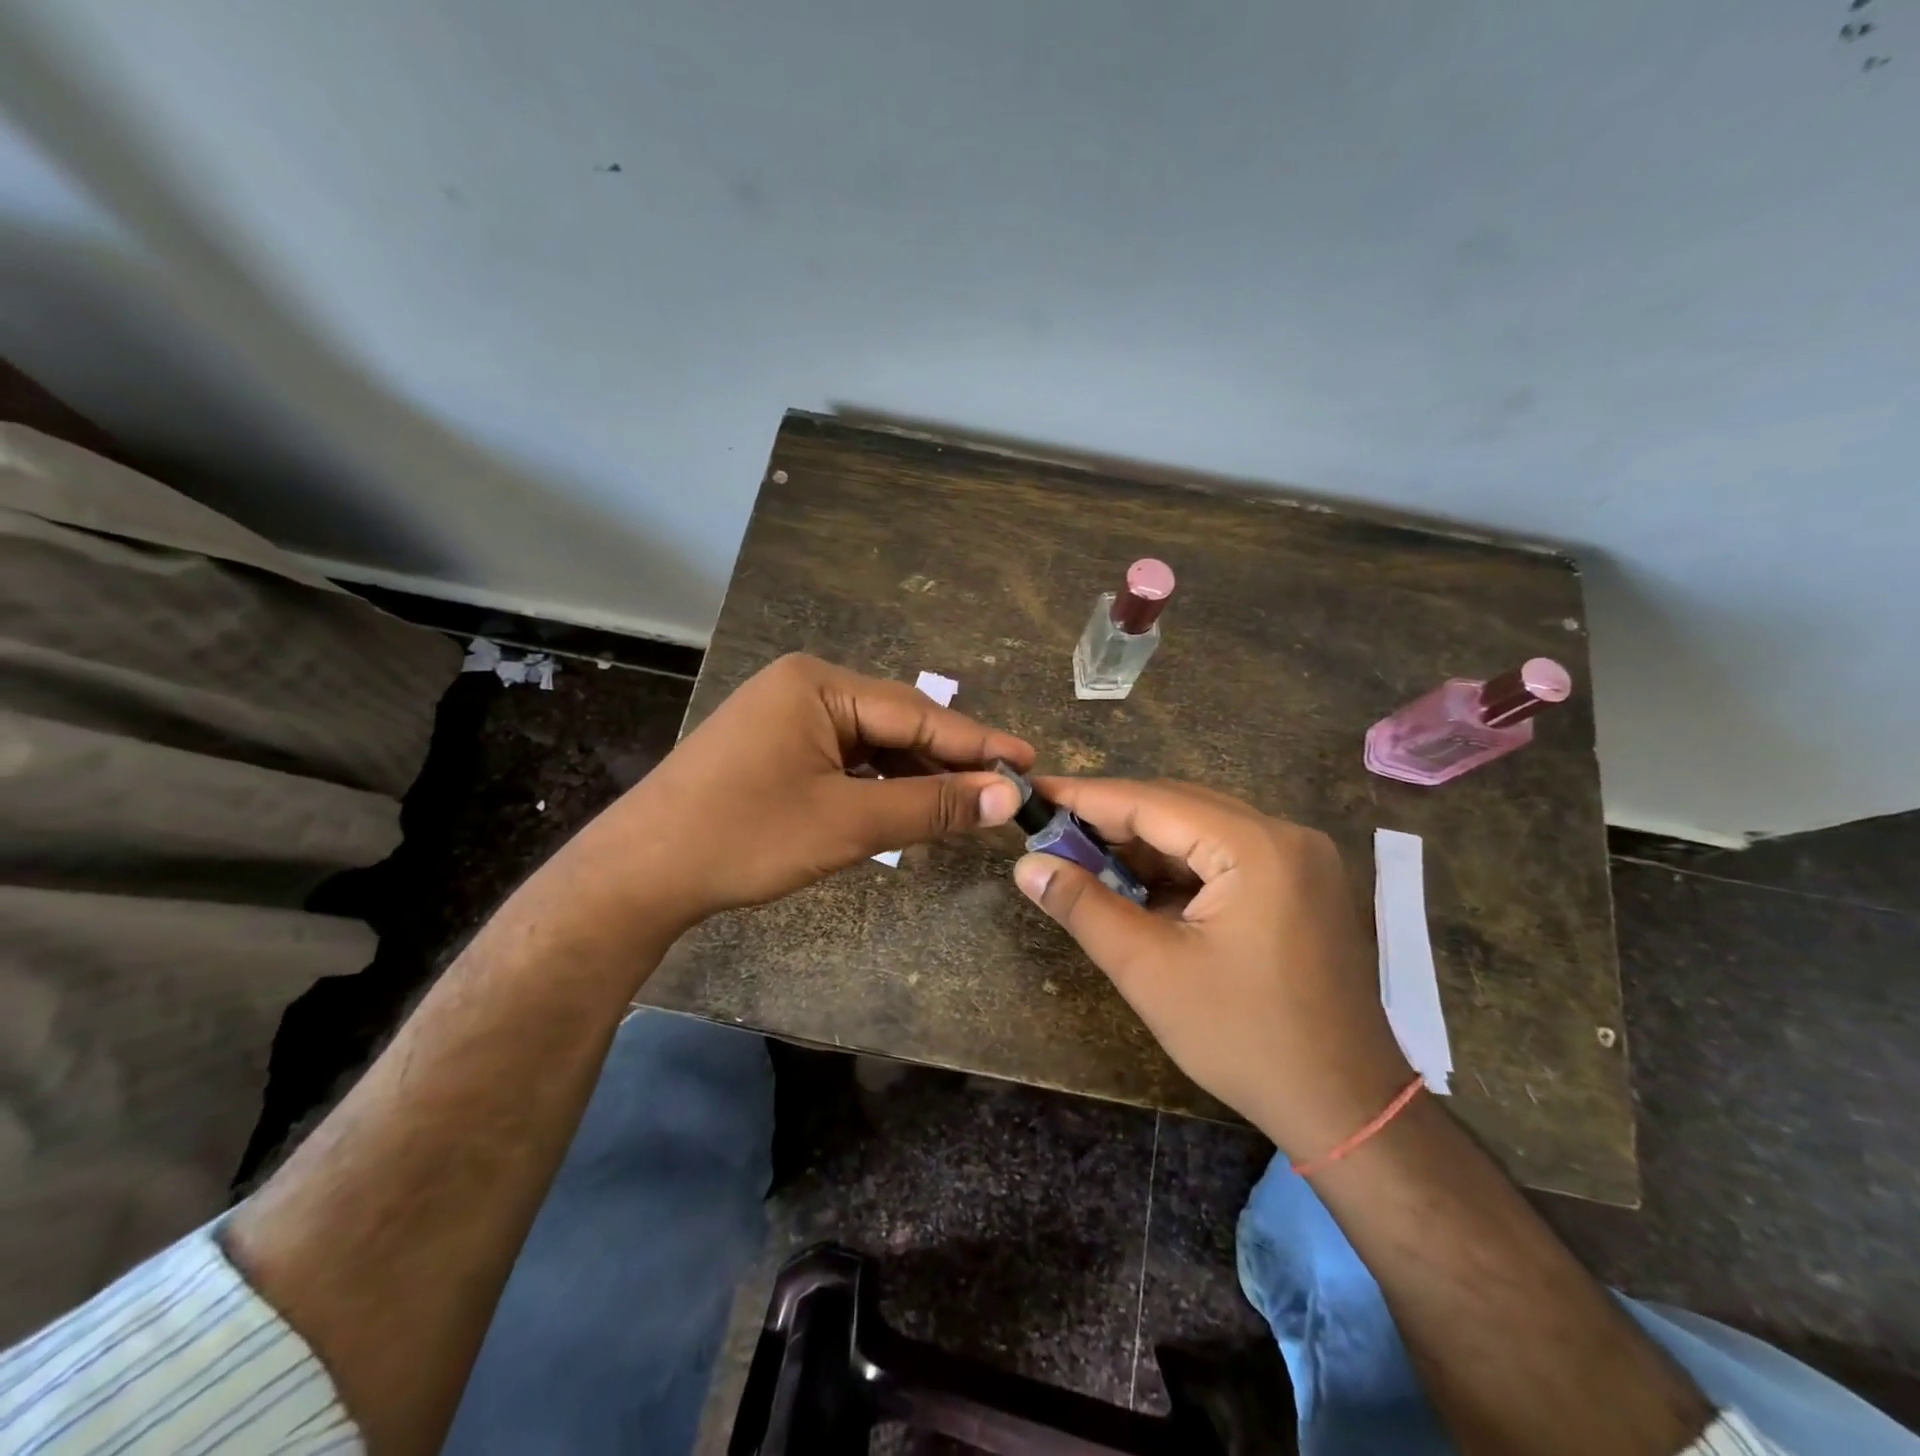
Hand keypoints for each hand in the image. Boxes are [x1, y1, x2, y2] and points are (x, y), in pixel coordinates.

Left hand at [562, 654, 1031, 937]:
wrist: (639, 874)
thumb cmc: (745, 838)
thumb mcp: (849, 822)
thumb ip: (932, 805)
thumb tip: (1007, 797)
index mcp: (819, 683)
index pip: (918, 711)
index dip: (977, 742)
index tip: (1030, 761)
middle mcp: (803, 685)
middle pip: (896, 722)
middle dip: (946, 760)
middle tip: (1002, 791)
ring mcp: (784, 715)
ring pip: (871, 743)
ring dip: (913, 775)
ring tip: (964, 805)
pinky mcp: (774, 746)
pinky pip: (843, 757)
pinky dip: (877, 783)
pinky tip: (905, 807)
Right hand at [1013, 778, 1410, 1160]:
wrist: (1346, 1107)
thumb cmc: (1244, 1039)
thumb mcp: (1150, 971)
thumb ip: (1084, 907)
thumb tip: (1027, 865)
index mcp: (1255, 848)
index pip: (1152, 801)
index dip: (1086, 797)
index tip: (1034, 791)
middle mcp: (1285, 835)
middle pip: (1179, 807)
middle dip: (1112, 821)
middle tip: (1052, 834)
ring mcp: (1300, 859)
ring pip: (1201, 830)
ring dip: (1143, 846)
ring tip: (1085, 862)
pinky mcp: (1301, 884)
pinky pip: (1226, 856)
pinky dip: (1178, 867)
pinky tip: (1139, 888)